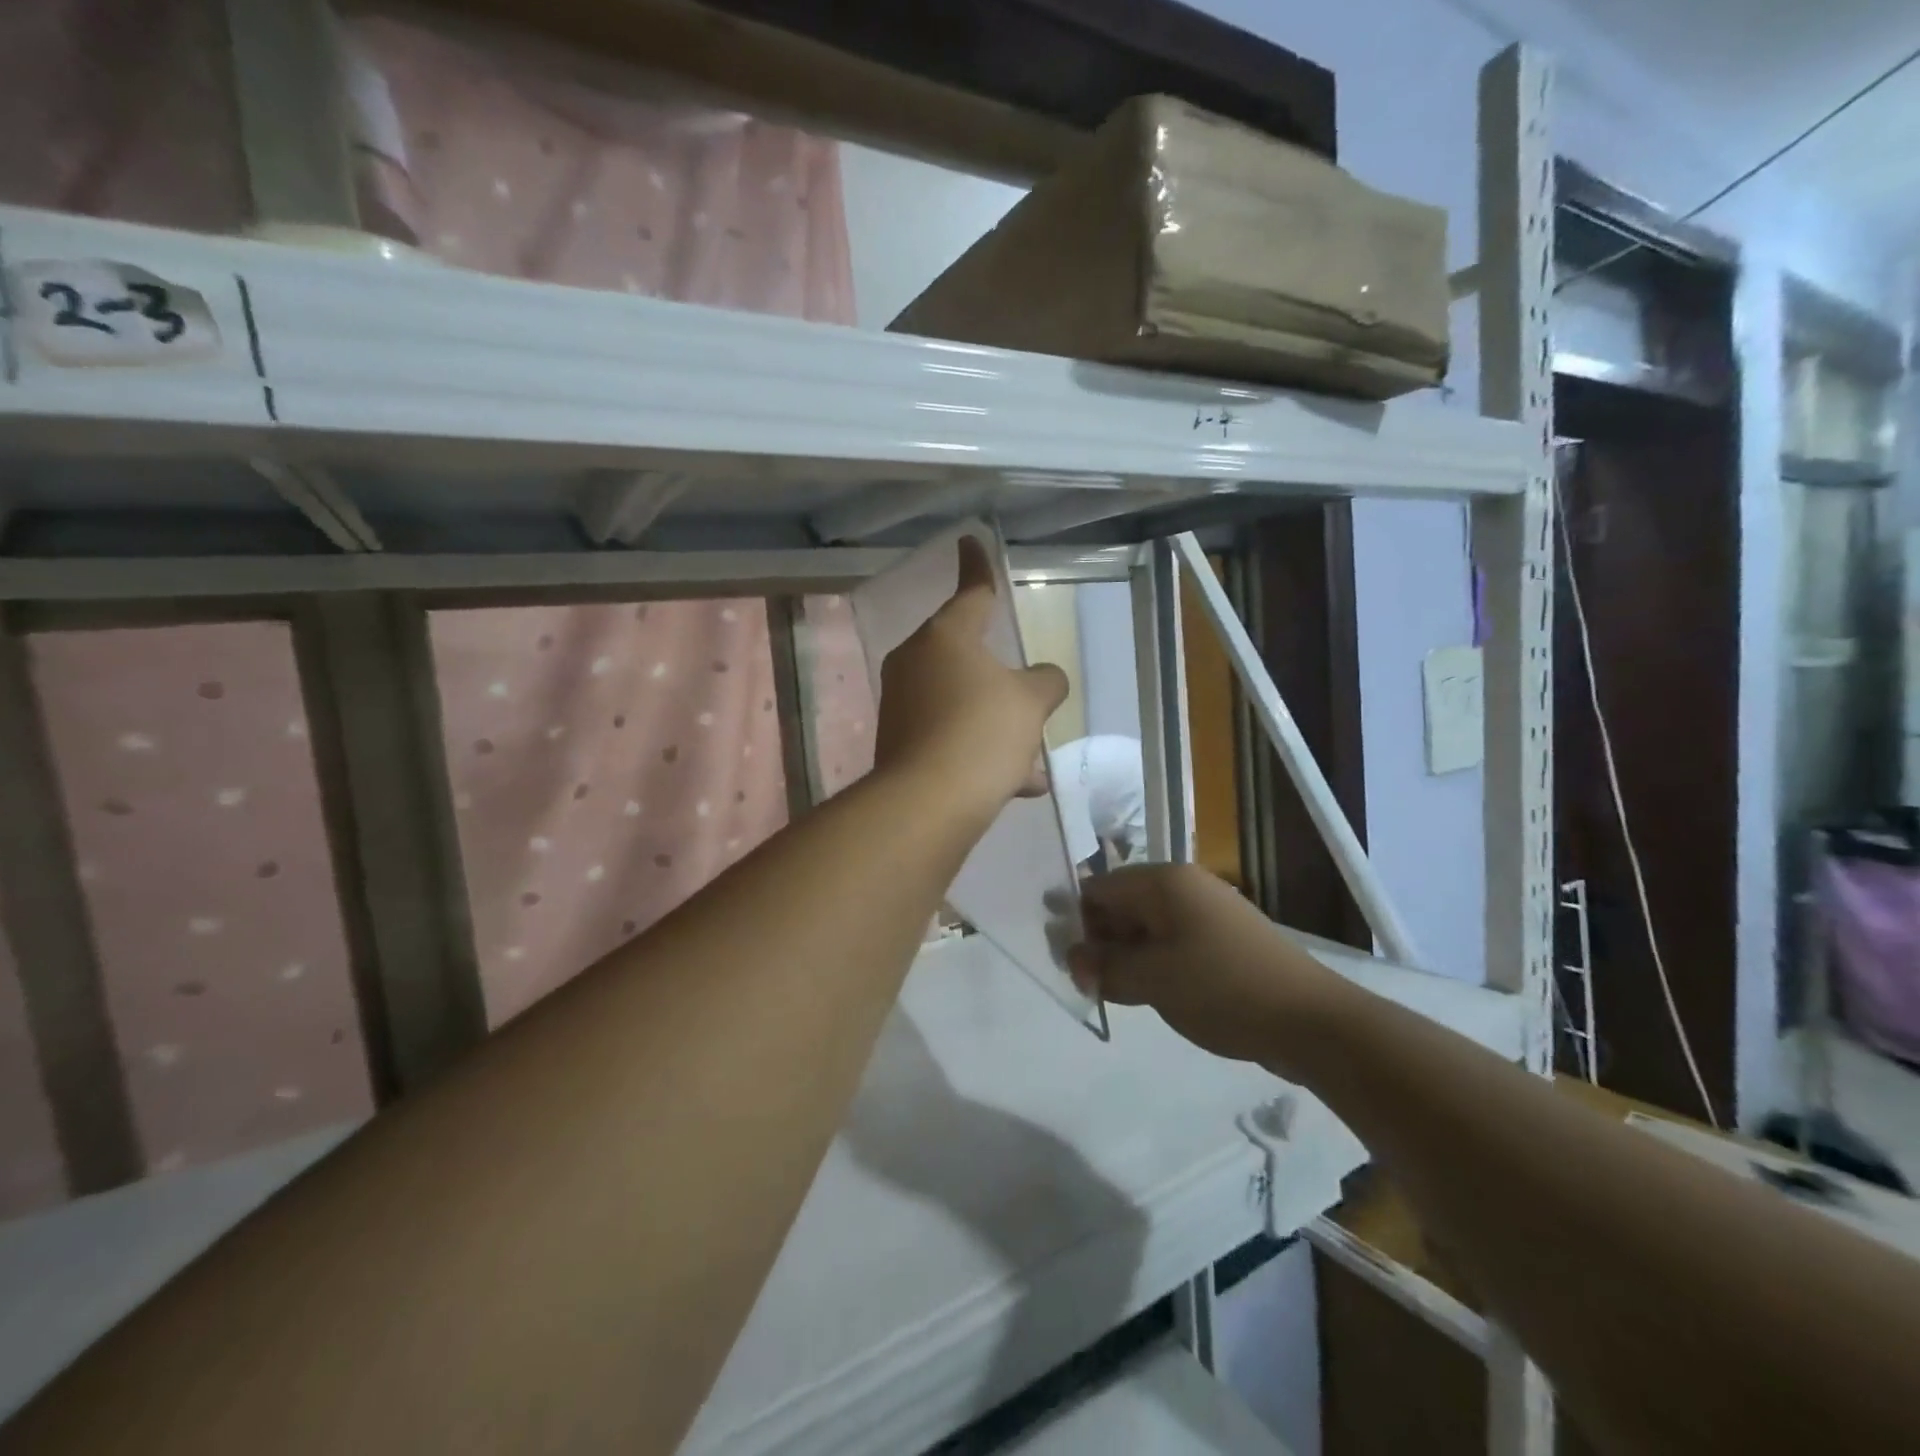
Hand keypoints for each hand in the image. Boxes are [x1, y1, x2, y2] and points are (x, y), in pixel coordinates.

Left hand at [872, 536, 1068, 821]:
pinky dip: (978, 752)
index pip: (970, 592)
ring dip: (996, 727)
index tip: (970, 541)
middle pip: (966, 657)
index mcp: (945, 637)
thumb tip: (1045, 679)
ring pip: (961, 704)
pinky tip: (1014, 784)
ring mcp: (901, 704)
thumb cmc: (983, 732)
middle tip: (1027, 696)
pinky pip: (948, 736)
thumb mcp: (1030, 702)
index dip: (977, 566)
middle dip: (1000, 681)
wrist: (928, 801)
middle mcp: (915, 663)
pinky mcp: (897, 743)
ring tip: (1031, 760)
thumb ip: (1045, 681)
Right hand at [1068, 864, 1344, 1069]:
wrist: (1310, 1021)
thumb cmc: (1222, 988)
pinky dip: (1153, 963)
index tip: (1061, 959)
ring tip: (1114, 992)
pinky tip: (1148, 992)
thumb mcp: (1152, 979)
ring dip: (1124, 955)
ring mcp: (1206, 912)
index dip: (1075, 921)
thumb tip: (1074, 959)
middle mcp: (1183, 887)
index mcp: (1163, 882)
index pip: (1099, 888)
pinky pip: (1171, 942)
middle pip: (1121, 904)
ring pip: (1146, 926)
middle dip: (1099, 940)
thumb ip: (1105, 967)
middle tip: (1086, 982)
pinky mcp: (1222, 940)